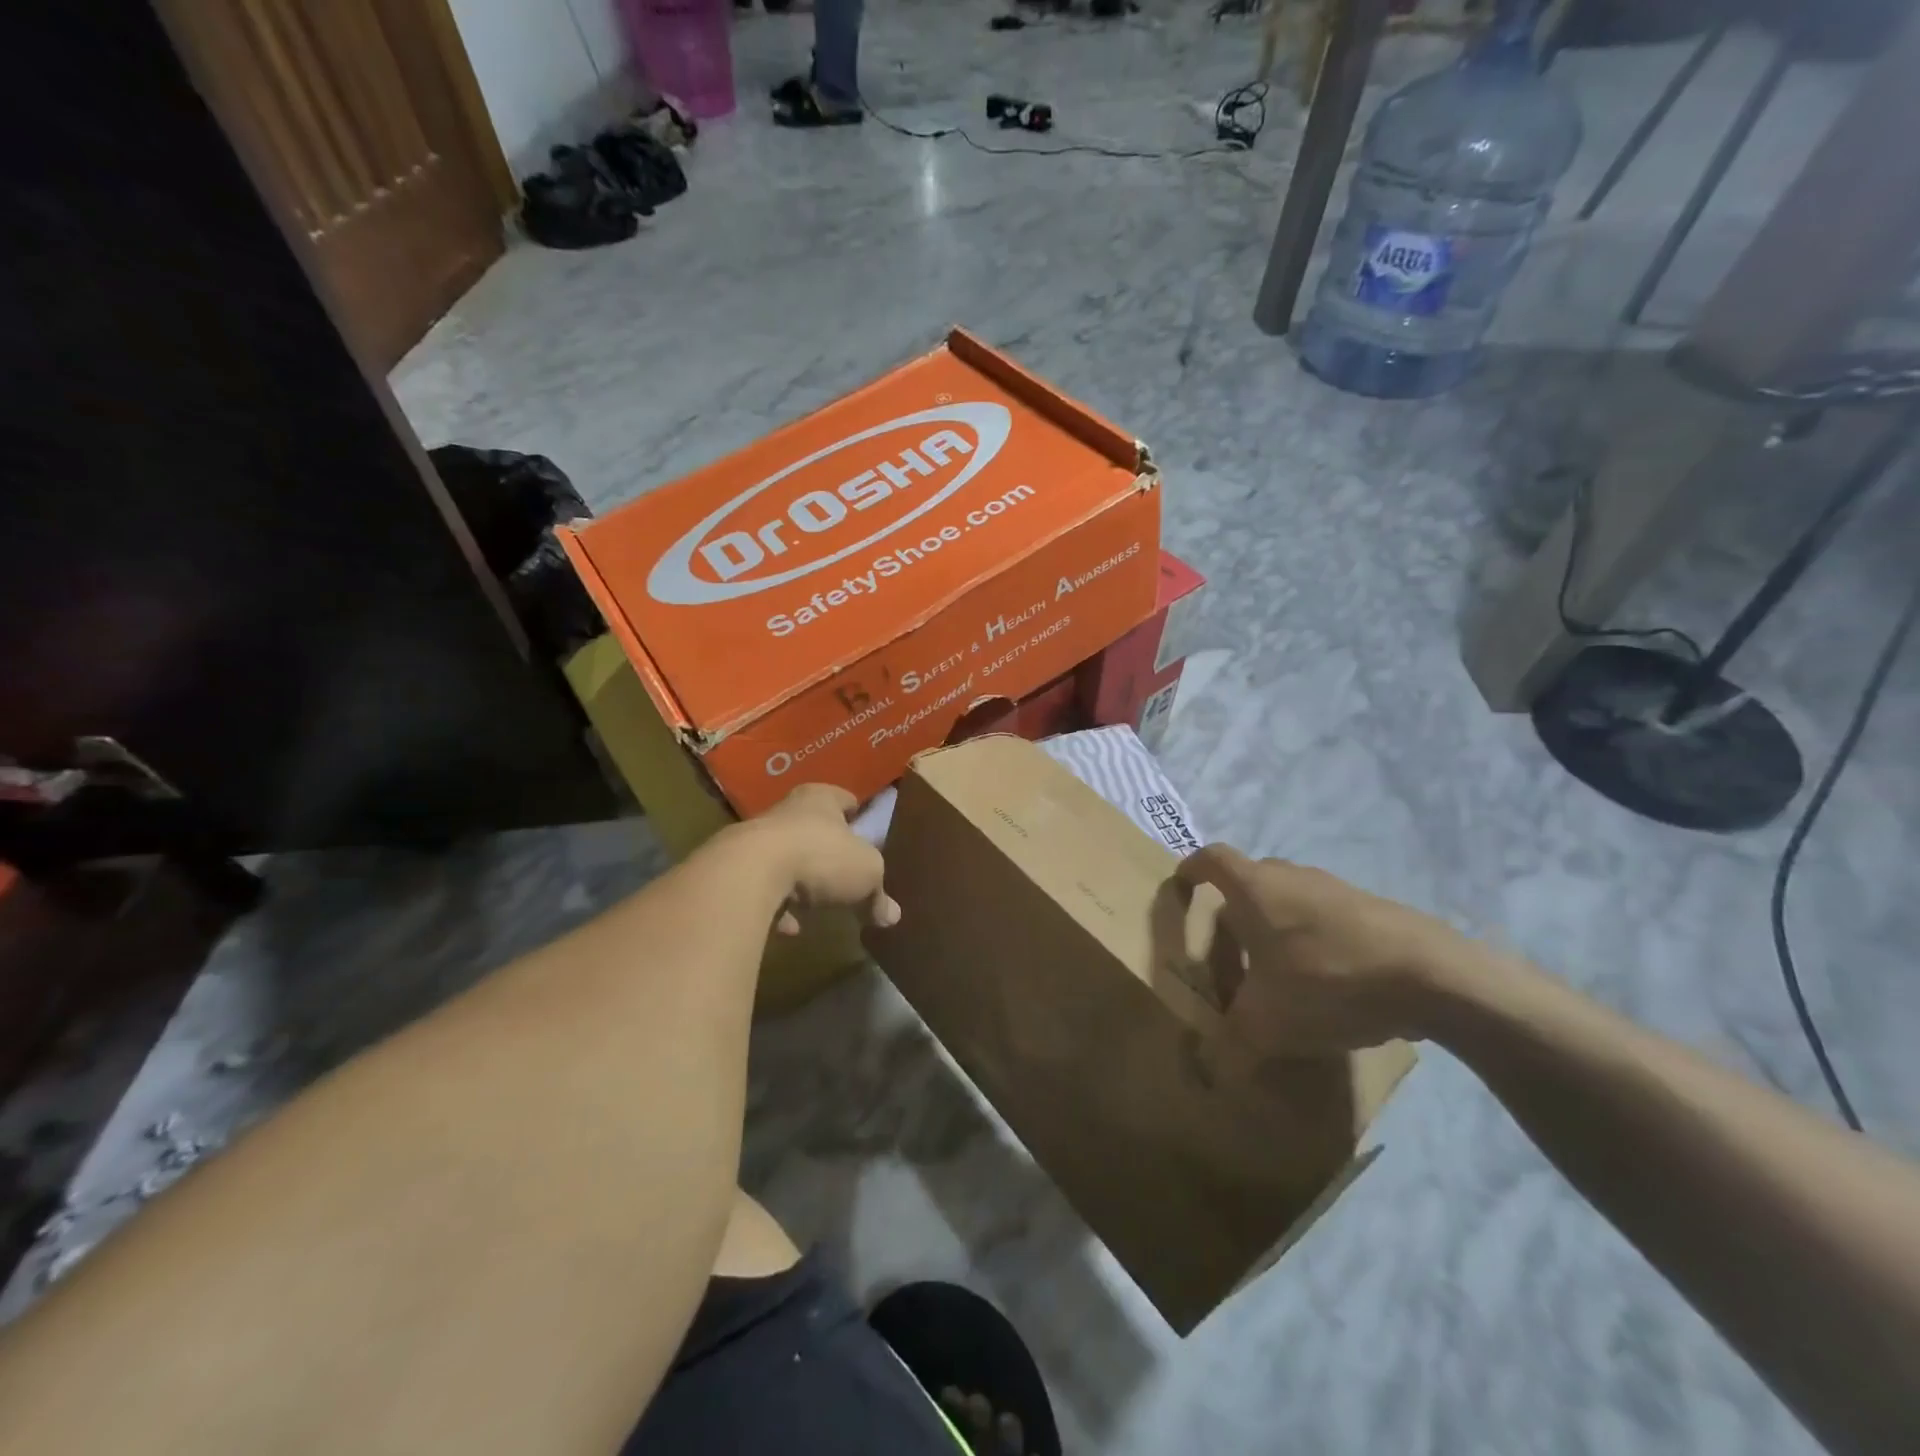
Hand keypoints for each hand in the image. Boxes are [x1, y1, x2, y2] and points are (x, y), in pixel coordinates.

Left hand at [731, 784, 898, 935]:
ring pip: (786, 857)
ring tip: (815, 906)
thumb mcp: (867, 874)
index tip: (867, 832)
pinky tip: (788, 926)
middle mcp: (787, 810)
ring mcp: (757, 839)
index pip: (845, 798)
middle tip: (845, 872)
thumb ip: (879, 894)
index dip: (858, 815)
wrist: (751, 873)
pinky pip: (764, 888)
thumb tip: (891, 916)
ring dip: (800, 879)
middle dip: (827, 849)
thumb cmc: (821, 856)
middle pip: (813, 827)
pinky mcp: (737, 869)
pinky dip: (777, 905)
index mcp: (821, 798)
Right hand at [1175, 845, 1480, 1052]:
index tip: (1183, 888)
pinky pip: (1327, 917)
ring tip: (1279, 974)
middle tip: (1230, 951)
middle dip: (1234, 911)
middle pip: (1250, 881)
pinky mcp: (1373, 908)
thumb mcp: (1266, 1024)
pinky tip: (1329, 984)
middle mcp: (1291, 876)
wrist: (1432, 977)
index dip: (1191, 870)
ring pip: (1291, 899)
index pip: (1210, 859)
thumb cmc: (1327, 982)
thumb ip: (1229, 1045)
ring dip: (1277, 927)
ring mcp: (1336, 888)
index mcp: (1254, 888)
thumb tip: (1204, 1071)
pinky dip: (1315, 940)